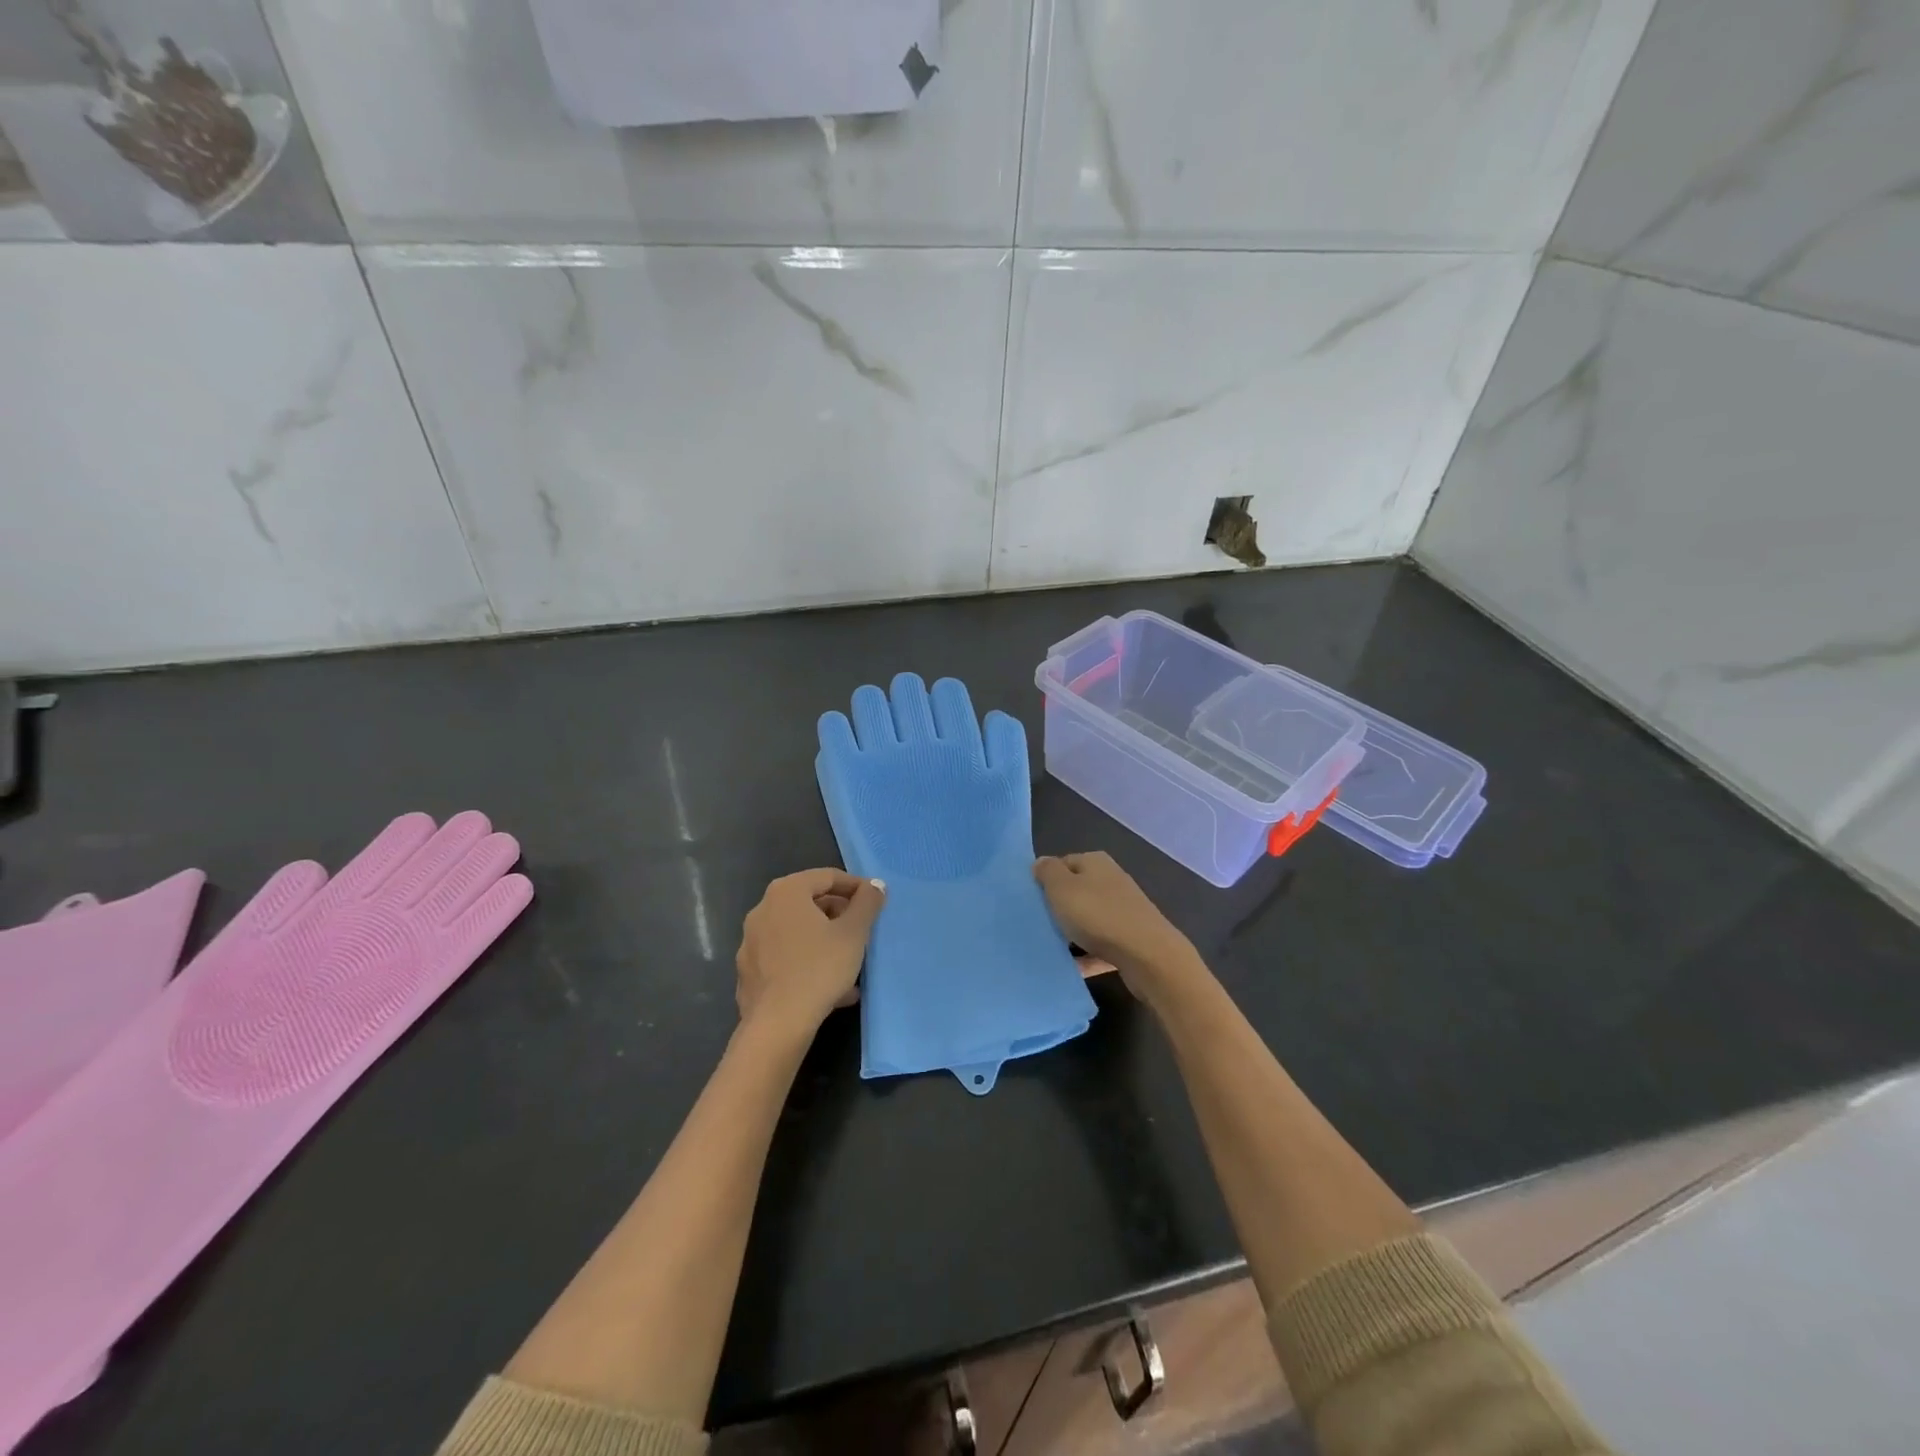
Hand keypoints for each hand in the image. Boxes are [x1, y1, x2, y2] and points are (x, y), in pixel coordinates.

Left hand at [735, 870, 884, 1033]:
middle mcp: (762, 910)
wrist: (777, 1024)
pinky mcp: (749, 972)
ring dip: (825, 942)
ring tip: (851, 962)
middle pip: (809, 903)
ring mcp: (751, 942)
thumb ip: (867, 903)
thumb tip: (875, 885)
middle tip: (862, 931)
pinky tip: (831, 987)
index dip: (855, 887)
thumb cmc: (819, 968)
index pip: (827, 876)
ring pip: (798, 933)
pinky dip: (808, 963)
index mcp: (786, 892)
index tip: (875, 902)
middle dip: (839, 915)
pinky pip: (785, 958)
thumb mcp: (854, 933)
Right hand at [1033, 853, 1201, 1002]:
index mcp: (1095, 862)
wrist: (1148, 956)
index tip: (1031, 901)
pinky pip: (1100, 945)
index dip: (1044, 880)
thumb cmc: (1098, 915)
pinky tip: (1071, 969)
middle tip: (1037, 925)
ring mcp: (1124, 910)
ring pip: (1088, 920)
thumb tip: (1042, 862)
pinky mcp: (1131, 938)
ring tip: (1050, 949)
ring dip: (1071, 934)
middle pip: (1076, 892)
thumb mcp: (1062, 888)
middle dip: (1057, 908)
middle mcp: (1111, 880)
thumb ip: (1047, 872)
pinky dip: (1086, 955)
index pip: (1062, 863)